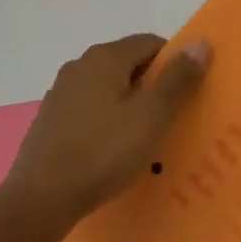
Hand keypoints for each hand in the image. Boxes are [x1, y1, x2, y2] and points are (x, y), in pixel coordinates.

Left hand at [6, 34, 210, 227]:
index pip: (151, 43)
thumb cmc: (103, 152)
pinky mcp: (50, 120)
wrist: (40, 199)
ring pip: (109, 88)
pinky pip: (90, 110)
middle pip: (129, 64)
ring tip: (144, 138)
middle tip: (171, 118)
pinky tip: (112, 150)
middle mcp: (80, 65)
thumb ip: (178, 78)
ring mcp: (61, 93)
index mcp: (105, 57)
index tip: (188, 93)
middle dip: (153, 85)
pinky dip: (107, 121)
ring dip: (129, 105)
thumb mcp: (151, 115)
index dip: (175, 63)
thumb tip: (200, 42)